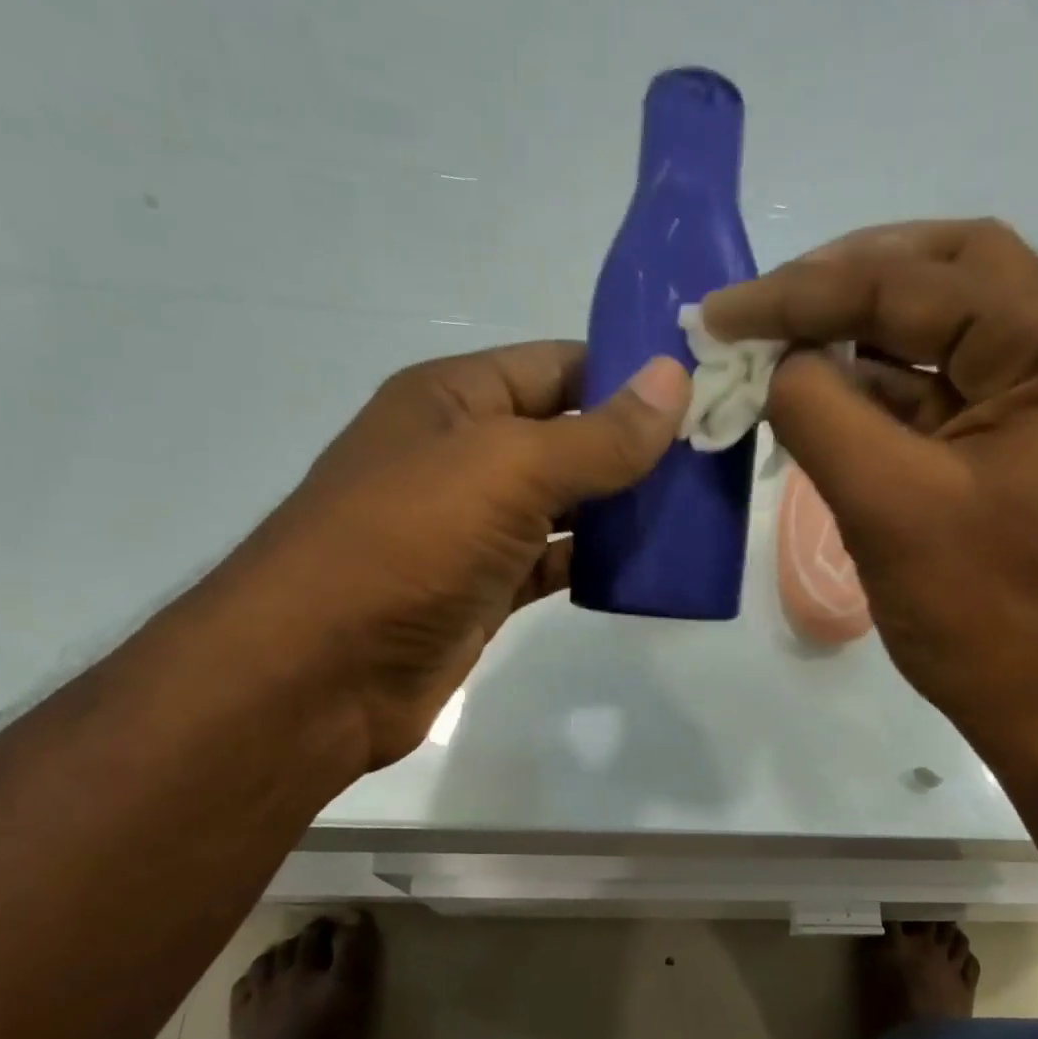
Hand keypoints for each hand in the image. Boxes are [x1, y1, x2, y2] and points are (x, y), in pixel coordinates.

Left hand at [239, 343, 690, 769]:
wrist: (322, 672)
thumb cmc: (408, 544)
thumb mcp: (507, 470)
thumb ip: (596, 435)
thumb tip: (675, 381)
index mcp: (454, 399)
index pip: (558, 366)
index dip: (628, 374)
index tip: (703, 392)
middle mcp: (461, 456)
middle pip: (566, 437)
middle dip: (634, 447)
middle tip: (715, 460)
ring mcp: (471, 528)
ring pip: (563, 506)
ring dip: (621, 511)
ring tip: (697, 513)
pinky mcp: (482, 591)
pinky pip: (551, 564)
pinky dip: (593, 564)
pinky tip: (646, 569)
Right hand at [703, 220, 1037, 780]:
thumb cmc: (988, 617)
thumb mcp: (890, 508)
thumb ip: (821, 415)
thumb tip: (779, 363)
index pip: (915, 284)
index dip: (804, 293)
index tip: (722, 313)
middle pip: (944, 279)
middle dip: (845, 285)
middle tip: (767, 307)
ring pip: (941, 337)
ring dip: (857, 341)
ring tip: (777, 350)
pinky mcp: (1021, 450)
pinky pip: (941, 398)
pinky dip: (879, 394)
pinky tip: (822, 402)